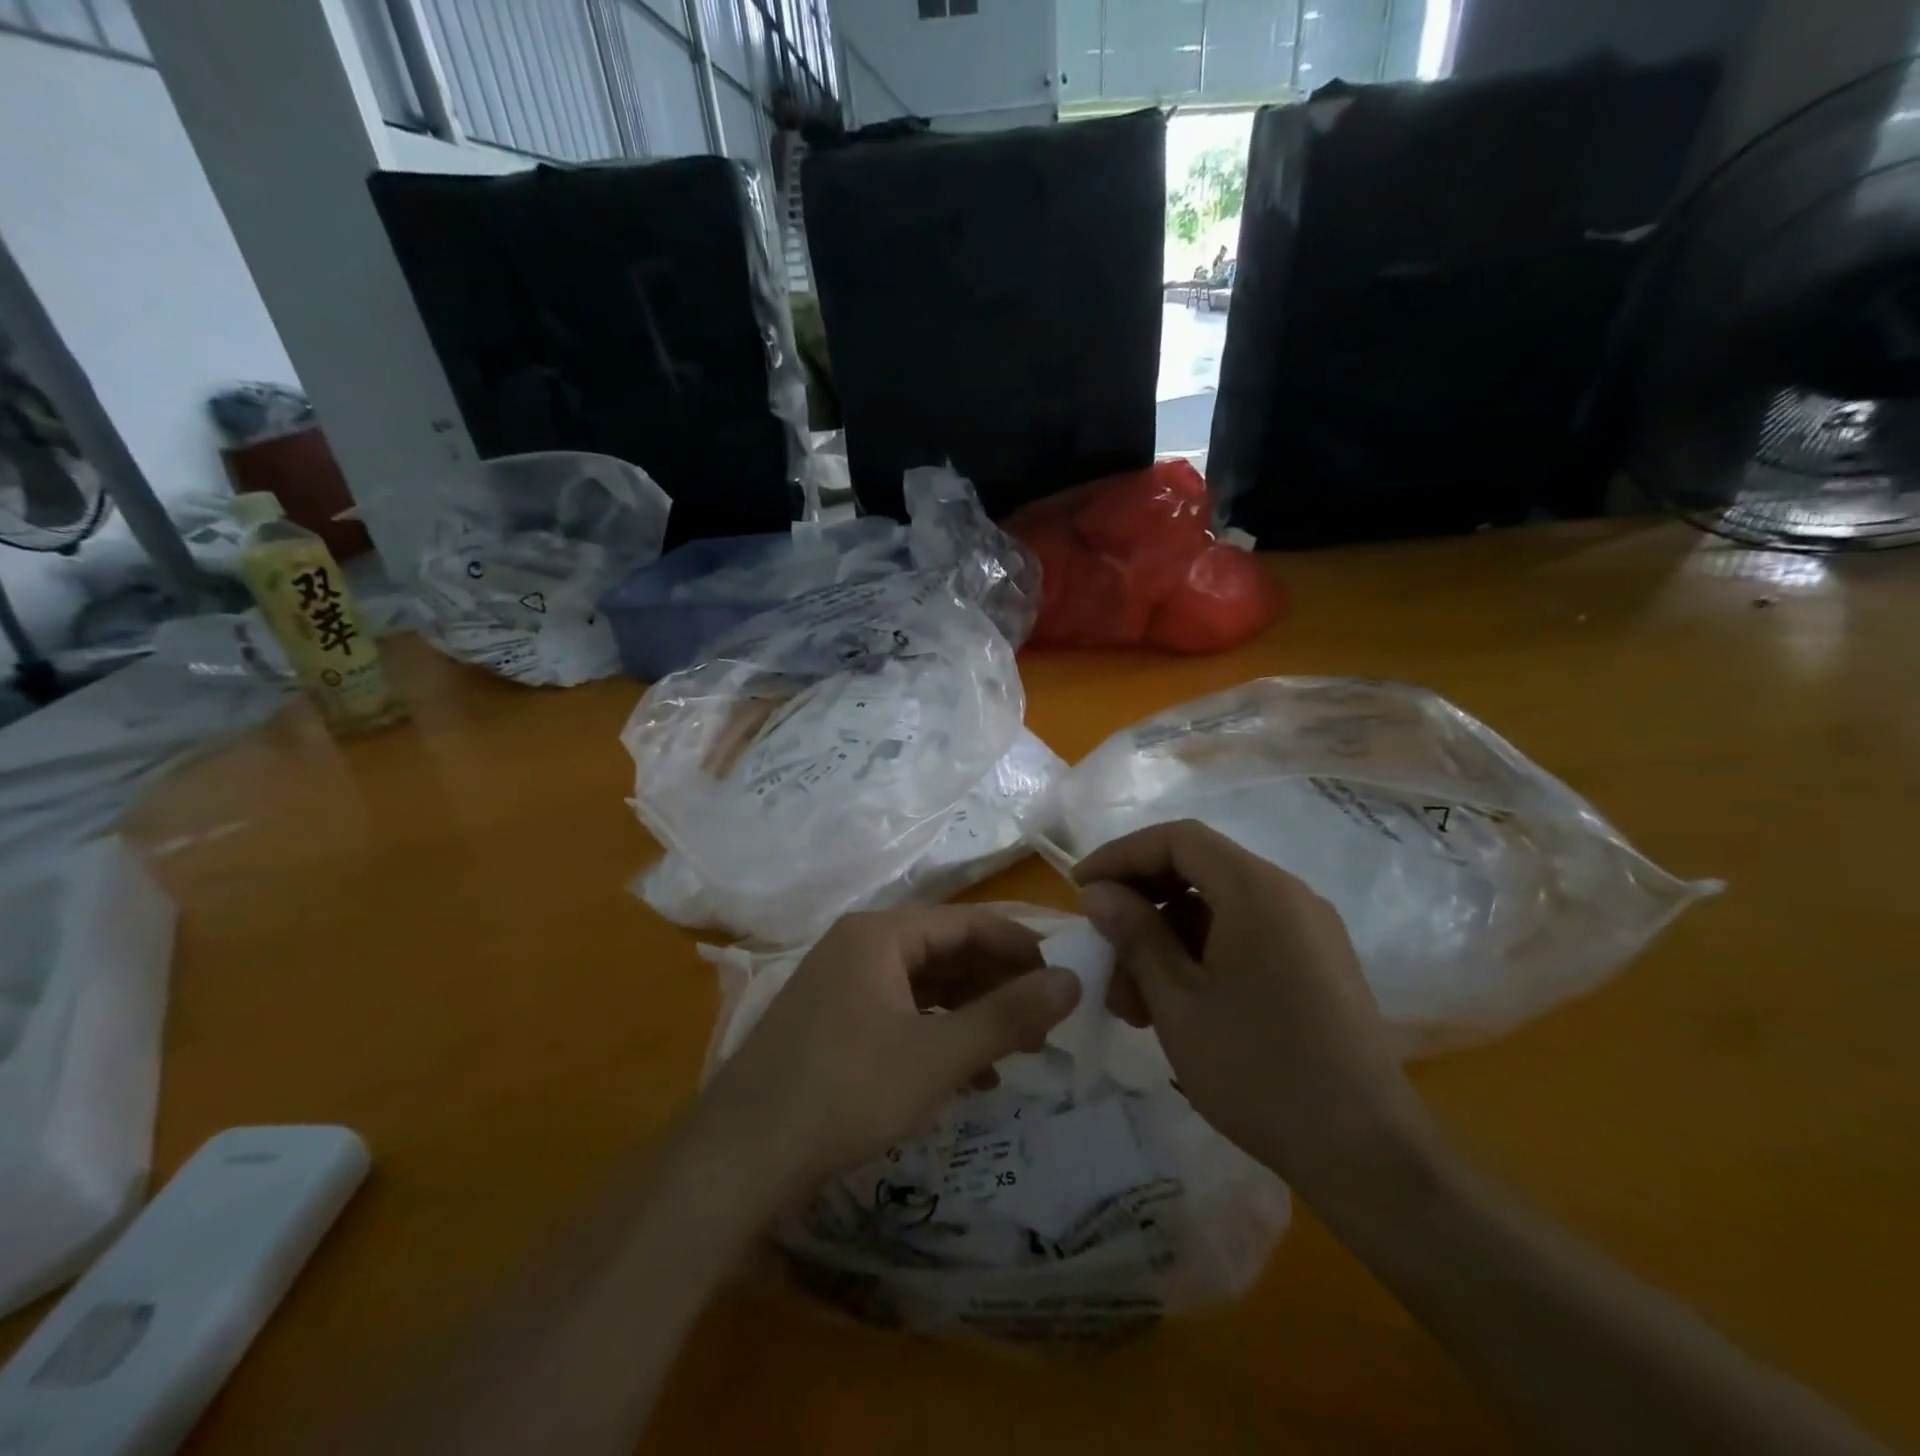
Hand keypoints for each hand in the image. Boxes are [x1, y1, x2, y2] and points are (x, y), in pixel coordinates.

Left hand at [699, 907, 1081, 1196]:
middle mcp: (859, 947)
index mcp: (879, 934)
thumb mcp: (936, 1057)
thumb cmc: (844, 1093)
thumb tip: (1072, 981)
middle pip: (946, 952)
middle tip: (1046, 1023)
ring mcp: (842, 986)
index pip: (967, 922)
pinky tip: (970, 1075)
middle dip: (998, 985)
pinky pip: (901, 1015)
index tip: (1065, 979)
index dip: (1020, 947)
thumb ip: (1007, 1017)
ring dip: (972, 1014)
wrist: (737, 1159)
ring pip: (925, 987)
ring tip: (1018, 1051)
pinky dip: (939, 1036)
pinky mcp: (833, 1024)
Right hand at [1075, 820, 1438, 1204]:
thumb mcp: (1178, 1002)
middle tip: (1103, 950)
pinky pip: (1245, 937)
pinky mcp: (1316, 964)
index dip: (1122, 855)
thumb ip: (1135, 935)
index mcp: (1257, 891)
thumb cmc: (1259, 1070)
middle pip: (1198, 870)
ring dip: (1166, 939)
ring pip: (1217, 909)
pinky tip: (1174, 1006)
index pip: (1178, 839)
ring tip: (1131, 1000)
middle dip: (1141, 905)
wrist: (1367, 1154)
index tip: (1081, 889)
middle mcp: (1288, 896)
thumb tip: (1099, 893)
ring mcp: (1308, 931)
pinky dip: (1200, 956)